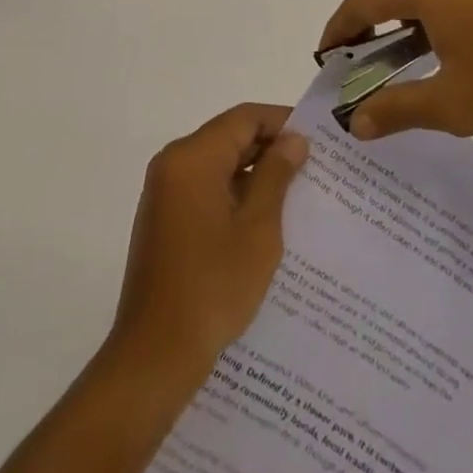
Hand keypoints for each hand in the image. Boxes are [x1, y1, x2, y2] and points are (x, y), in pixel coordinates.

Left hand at [107, 104, 309, 383]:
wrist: (155, 354)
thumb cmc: (212, 287)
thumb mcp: (257, 229)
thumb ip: (276, 176)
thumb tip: (294, 140)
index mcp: (192, 157)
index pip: (243, 118)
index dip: (281, 121)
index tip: (317, 138)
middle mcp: (173, 163)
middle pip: (228, 137)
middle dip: (269, 148)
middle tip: (313, 167)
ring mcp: (164, 191)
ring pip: (217, 163)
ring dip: (253, 173)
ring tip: (296, 193)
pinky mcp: (163, 218)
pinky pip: (204, 188)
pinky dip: (233, 193)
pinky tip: (263, 219)